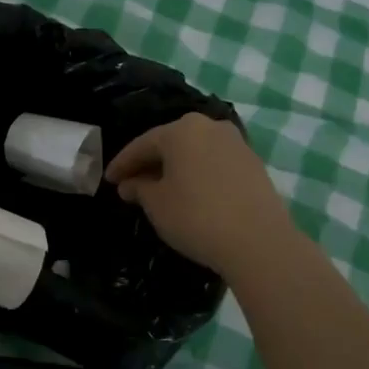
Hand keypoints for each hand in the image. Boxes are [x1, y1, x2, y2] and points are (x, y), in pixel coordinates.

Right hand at [106, 114, 296, 278]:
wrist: (259, 242)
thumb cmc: (197, 217)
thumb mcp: (157, 204)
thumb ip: (139, 188)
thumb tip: (131, 184)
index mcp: (181, 130)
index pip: (142, 144)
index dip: (122, 164)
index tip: (108, 180)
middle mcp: (210, 127)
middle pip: (171, 143)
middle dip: (150, 163)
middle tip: (132, 183)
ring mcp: (236, 143)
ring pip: (195, 152)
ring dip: (176, 168)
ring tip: (161, 189)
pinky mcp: (254, 164)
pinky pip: (215, 163)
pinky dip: (198, 174)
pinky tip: (192, 193)